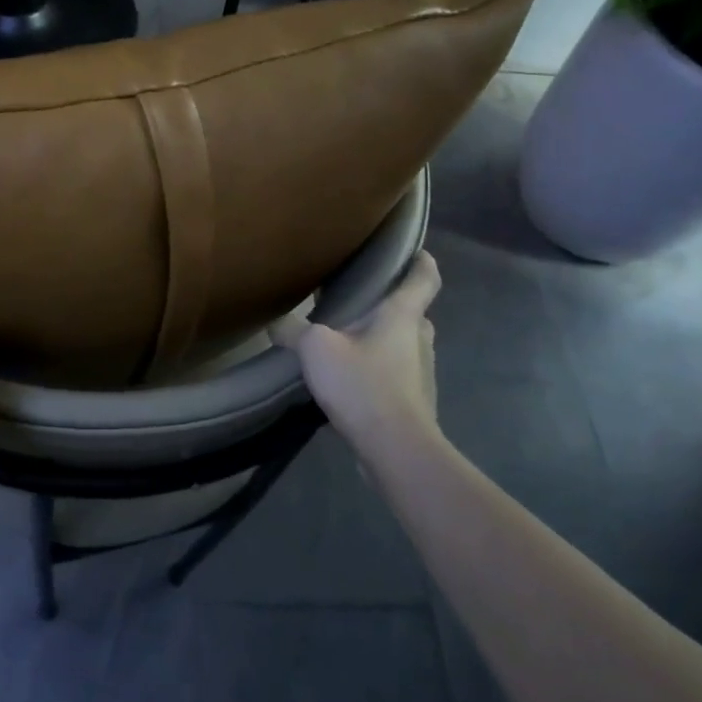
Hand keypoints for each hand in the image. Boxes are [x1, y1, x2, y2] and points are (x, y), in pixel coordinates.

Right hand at [272, 251, 443, 461]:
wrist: (396, 449)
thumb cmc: (363, 384)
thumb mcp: (316, 349)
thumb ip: (294, 331)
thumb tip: (276, 322)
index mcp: (402, 315)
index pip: (424, 278)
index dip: (421, 263)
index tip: (416, 252)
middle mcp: (419, 338)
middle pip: (410, 312)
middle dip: (388, 305)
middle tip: (358, 301)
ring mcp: (422, 372)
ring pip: (403, 344)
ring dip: (381, 340)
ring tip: (347, 341)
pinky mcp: (415, 400)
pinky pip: (397, 373)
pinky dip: (378, 369)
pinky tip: (351, 379)